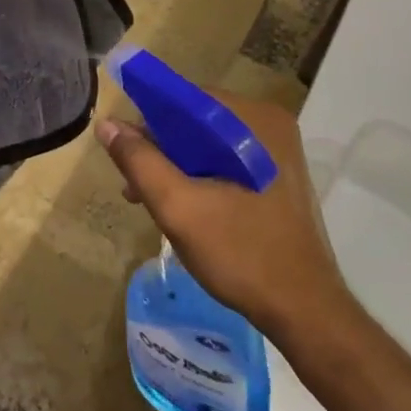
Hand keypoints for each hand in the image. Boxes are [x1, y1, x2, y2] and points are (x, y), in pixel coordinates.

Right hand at [96, 92, 359, 345]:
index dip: (149, 120)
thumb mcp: (178, 207)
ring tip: (149, 200)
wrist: (304, 311)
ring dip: (176, 167)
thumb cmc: (241, 253)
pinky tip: (183, 207)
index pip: (186, 98)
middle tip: (134, 186)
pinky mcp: (278, 177)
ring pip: (209, 144)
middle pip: (197, 121)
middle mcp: (270, 125)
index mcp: (254, 120)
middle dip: (161, 149)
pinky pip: (226, 161)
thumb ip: (139, 161)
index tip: (125, 152)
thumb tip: (106, 124)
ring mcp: (278, 153)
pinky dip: (199, 177)